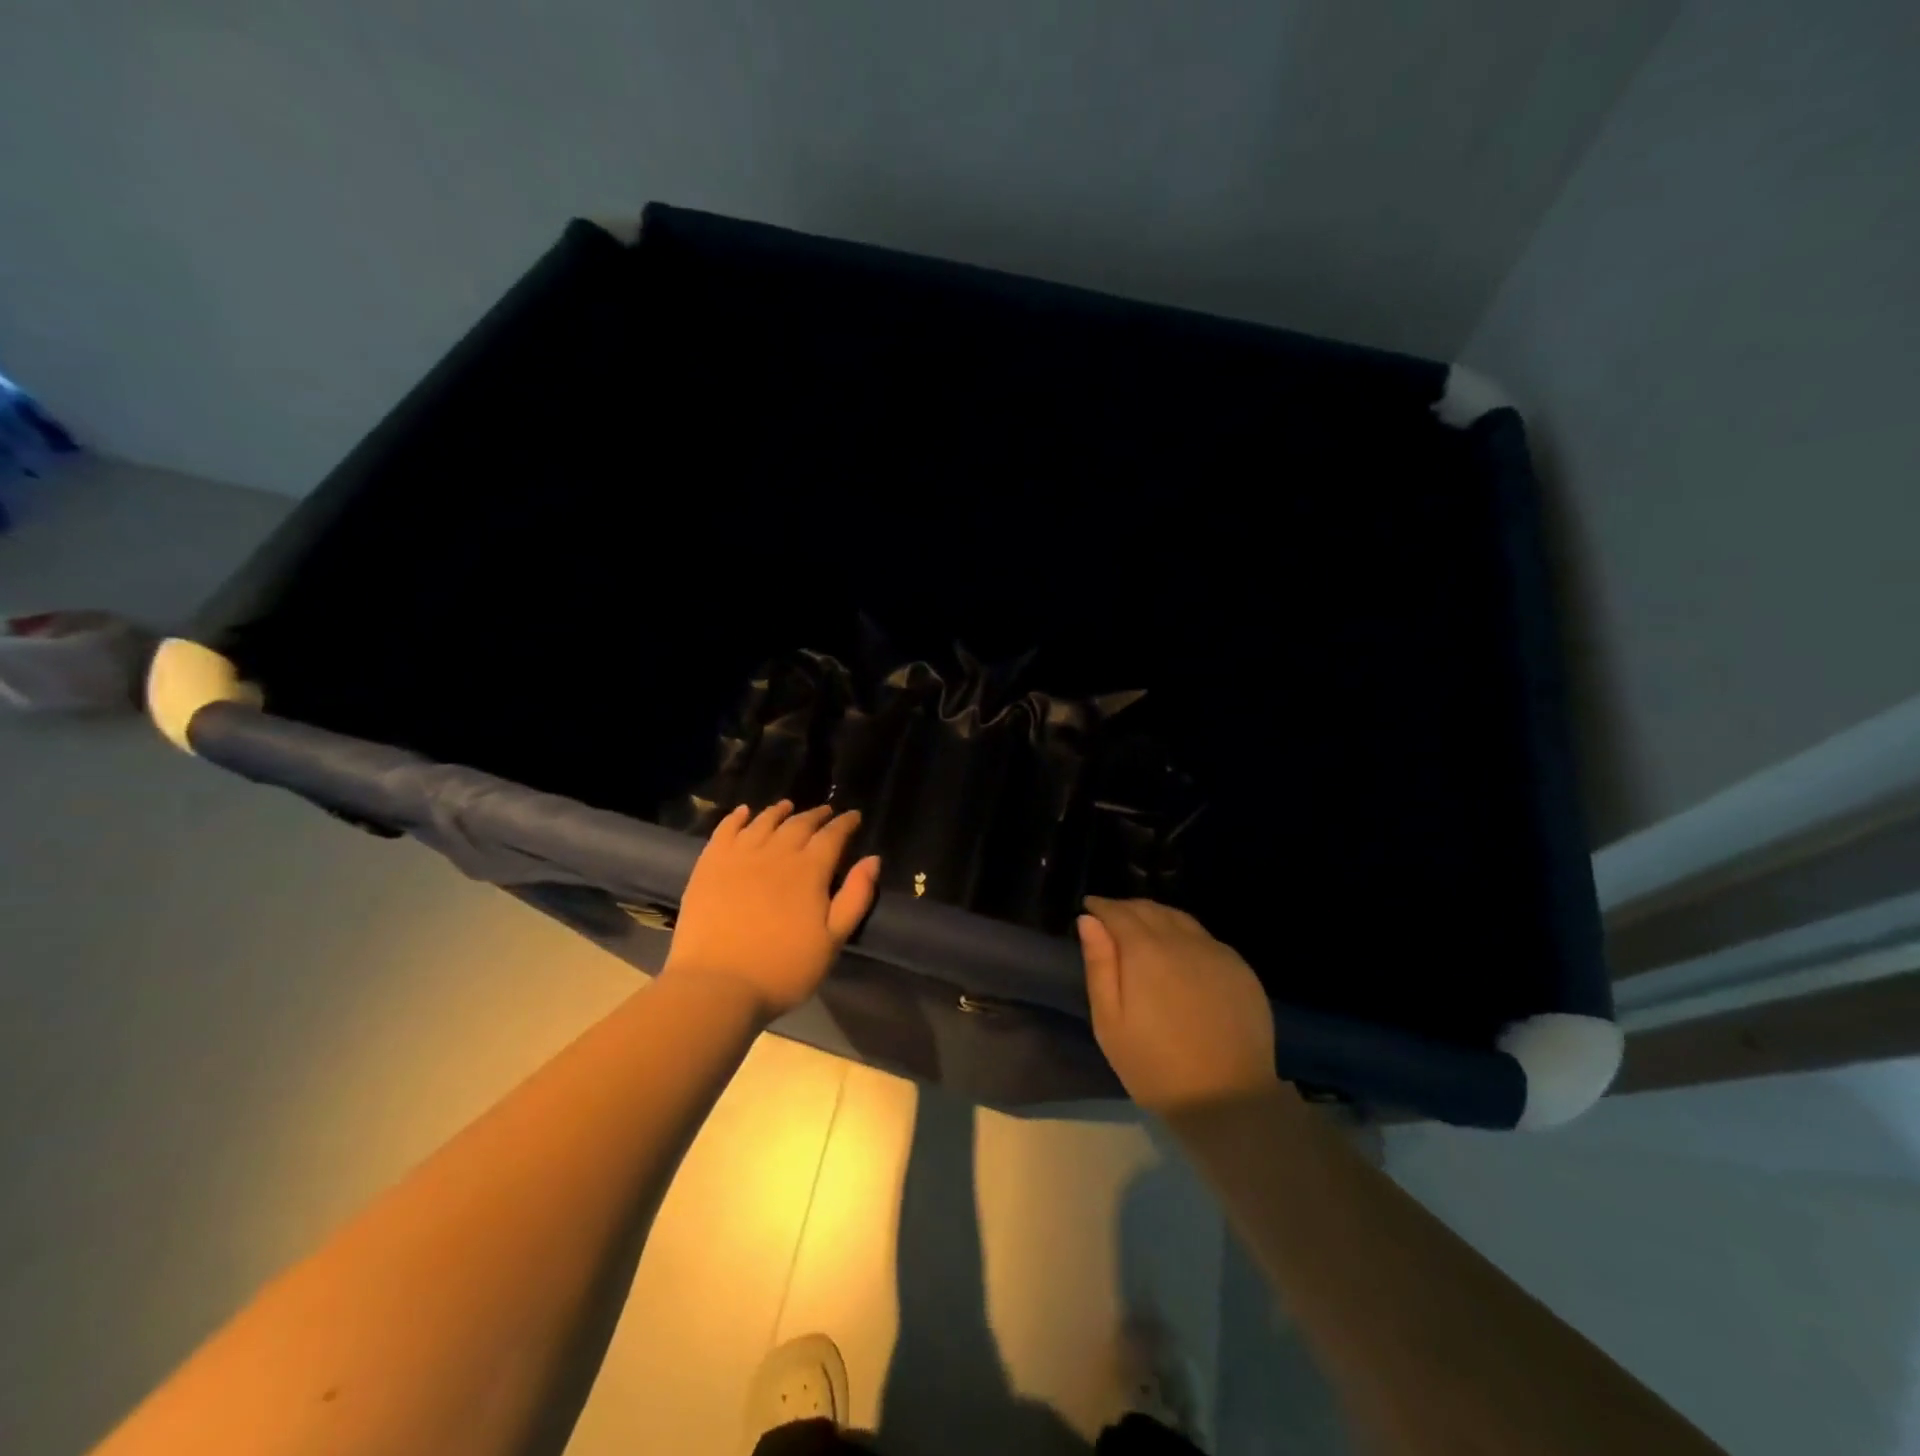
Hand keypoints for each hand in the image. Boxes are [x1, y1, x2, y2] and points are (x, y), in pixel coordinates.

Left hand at [663, 800, 880, 1020]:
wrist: (717, 985)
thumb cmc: (783, 968)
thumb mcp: (833, 941)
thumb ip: (855, 897)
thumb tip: (872, 859)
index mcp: (809, 870)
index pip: (832, 836)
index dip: (845, 824)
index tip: (853, 816)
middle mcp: (776, 853)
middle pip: (799, 824)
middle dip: (816, 815)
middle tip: (826, 812)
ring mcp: (739, 856)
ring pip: (763, 822)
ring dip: (779, 811)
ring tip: (787, 806)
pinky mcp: (709, 865)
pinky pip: (725, 830)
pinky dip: (736, 817)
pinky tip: (743, 813)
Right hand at [1077, 898, 1279, 1110]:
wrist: (1228, 1099)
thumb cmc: (1155, 1066)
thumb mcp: (1109, 1022)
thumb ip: (1099, 965)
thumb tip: (1089, 921)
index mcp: (1145, 950)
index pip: (1118, 912)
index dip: (1101, 906)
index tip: (1089, 907)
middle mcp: (1182, 940)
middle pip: (1150, 909)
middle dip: (1126, 909)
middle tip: (1111, 919)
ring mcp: (1216, 952)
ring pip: (1180, 919)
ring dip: (1156, 917)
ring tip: (1143, 930)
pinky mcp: (1241, 969)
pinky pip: (1205, 938)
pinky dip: (1184, 934)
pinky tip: (1180, 954)